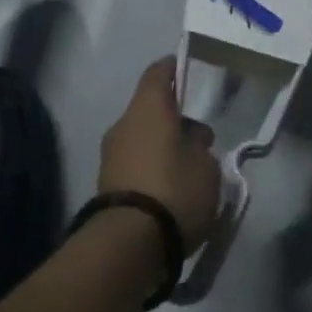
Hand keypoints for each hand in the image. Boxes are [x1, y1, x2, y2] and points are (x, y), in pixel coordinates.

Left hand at [99, 58, 222, 253]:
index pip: (158, 73)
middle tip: (201, 137)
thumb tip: (192, 140)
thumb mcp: (206, 167)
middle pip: (150, 109)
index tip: (186, 68)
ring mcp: (110, 154)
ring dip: (162, 145)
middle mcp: (124, 123)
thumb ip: (201, 147)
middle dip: (174, 118)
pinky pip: (134, 163)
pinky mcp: (105, 184)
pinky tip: (171, 189)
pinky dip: (151, 168)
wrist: (127, 244)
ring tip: (189, 168)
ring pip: (141, 137)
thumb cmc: (174, 191)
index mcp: (148, 107)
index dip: (172, 67)